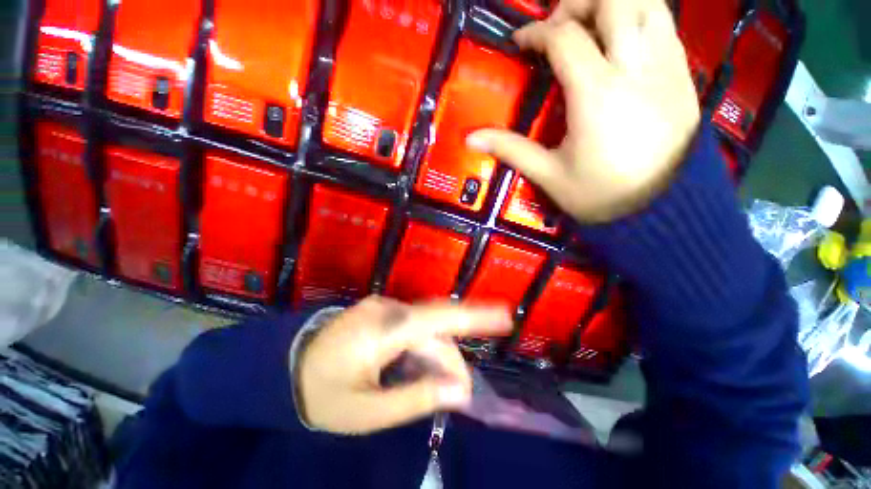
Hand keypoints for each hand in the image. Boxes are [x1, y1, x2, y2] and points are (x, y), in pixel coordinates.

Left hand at [297, 296, 510, 433]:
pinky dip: (419, 347)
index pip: (440, 318)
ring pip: (424, 327)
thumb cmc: (323, 394)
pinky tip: (411, 367)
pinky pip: (411, 325)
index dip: (475, 315)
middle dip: (449, 358)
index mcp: (385, 331)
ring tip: (429, 385)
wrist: (283, 367)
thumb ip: (417, 397)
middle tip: (455, 392)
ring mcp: (383, 307)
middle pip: (435, 328)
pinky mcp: (379, 310)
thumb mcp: (368, 410)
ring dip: (433, 354)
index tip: (504, 316)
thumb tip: (461, 390)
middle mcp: (388, 310)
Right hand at [467, 0, 699, 222]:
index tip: (521, 43)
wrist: (663, 209)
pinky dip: (638, 19)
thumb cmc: (601, 195)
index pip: (564, 37)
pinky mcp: (683, 73)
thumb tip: (472, 138)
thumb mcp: (549, 174)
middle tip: (557, 25)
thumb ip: (510, 149)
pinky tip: (620, 44)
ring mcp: (667, 66)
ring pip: (647, 2)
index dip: (537, 32)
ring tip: (589, 26)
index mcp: (597, 93)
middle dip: (578, 2)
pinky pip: (664, 24)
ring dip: (613, 4)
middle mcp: (636, 67)